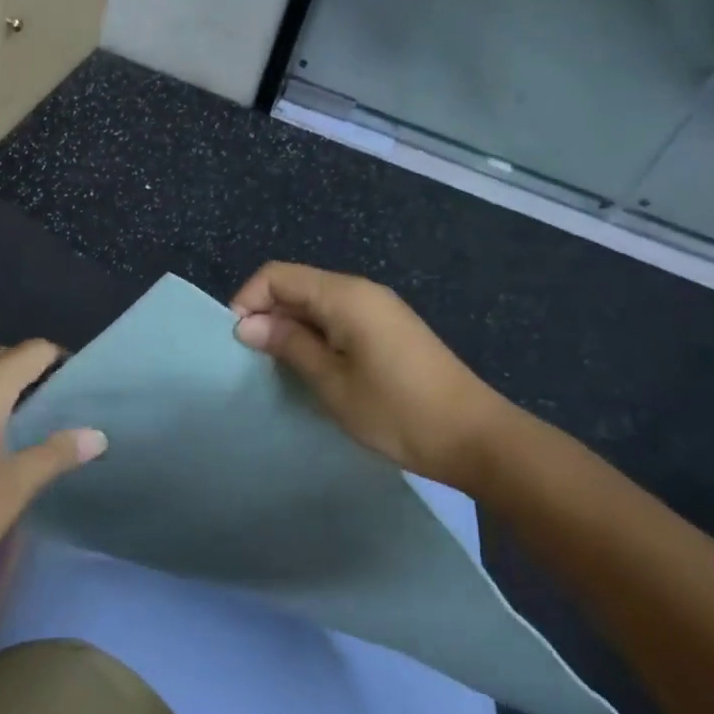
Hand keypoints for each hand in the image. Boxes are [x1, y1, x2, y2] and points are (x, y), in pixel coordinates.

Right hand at [231, 263, 513, 486]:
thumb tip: (246, 324)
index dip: (248, 300)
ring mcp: (378, 308)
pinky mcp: (389, 328)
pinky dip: (316, 335)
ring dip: (291, 327)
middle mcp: (361, 290)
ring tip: (280, 368)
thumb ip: (289, 345)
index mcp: (344, 295)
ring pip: (316, 303)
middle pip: (297, 285)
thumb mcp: (333, 383)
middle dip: (268, 314)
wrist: (476, 437)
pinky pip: (338, 317)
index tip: (238, 342)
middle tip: (255, 362)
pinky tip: (314, 368)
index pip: (277, 275)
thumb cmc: (397, 411)